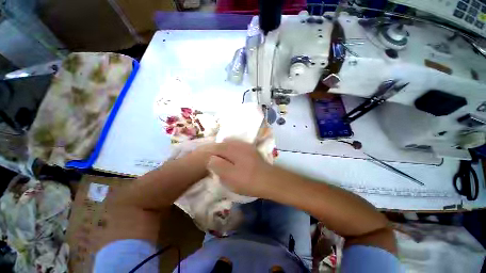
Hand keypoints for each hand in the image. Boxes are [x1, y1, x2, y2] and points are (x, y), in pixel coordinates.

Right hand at [207, 139, 273, 196]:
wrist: (270, 180)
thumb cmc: (248, 180)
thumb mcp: (230, 176)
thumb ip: (218, 165)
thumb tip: (211, 158)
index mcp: (233, 149)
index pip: (216, 147)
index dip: (209, 152)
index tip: (205, 158)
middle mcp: (239, 144)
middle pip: (223, 143)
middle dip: (216, 150)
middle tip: (212, 159)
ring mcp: (246, 146)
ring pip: (230, 144)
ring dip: (223, 149)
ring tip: (220, 158)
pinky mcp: (251, 150)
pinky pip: (237, 146)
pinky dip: (231, 149)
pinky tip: (232, 157)